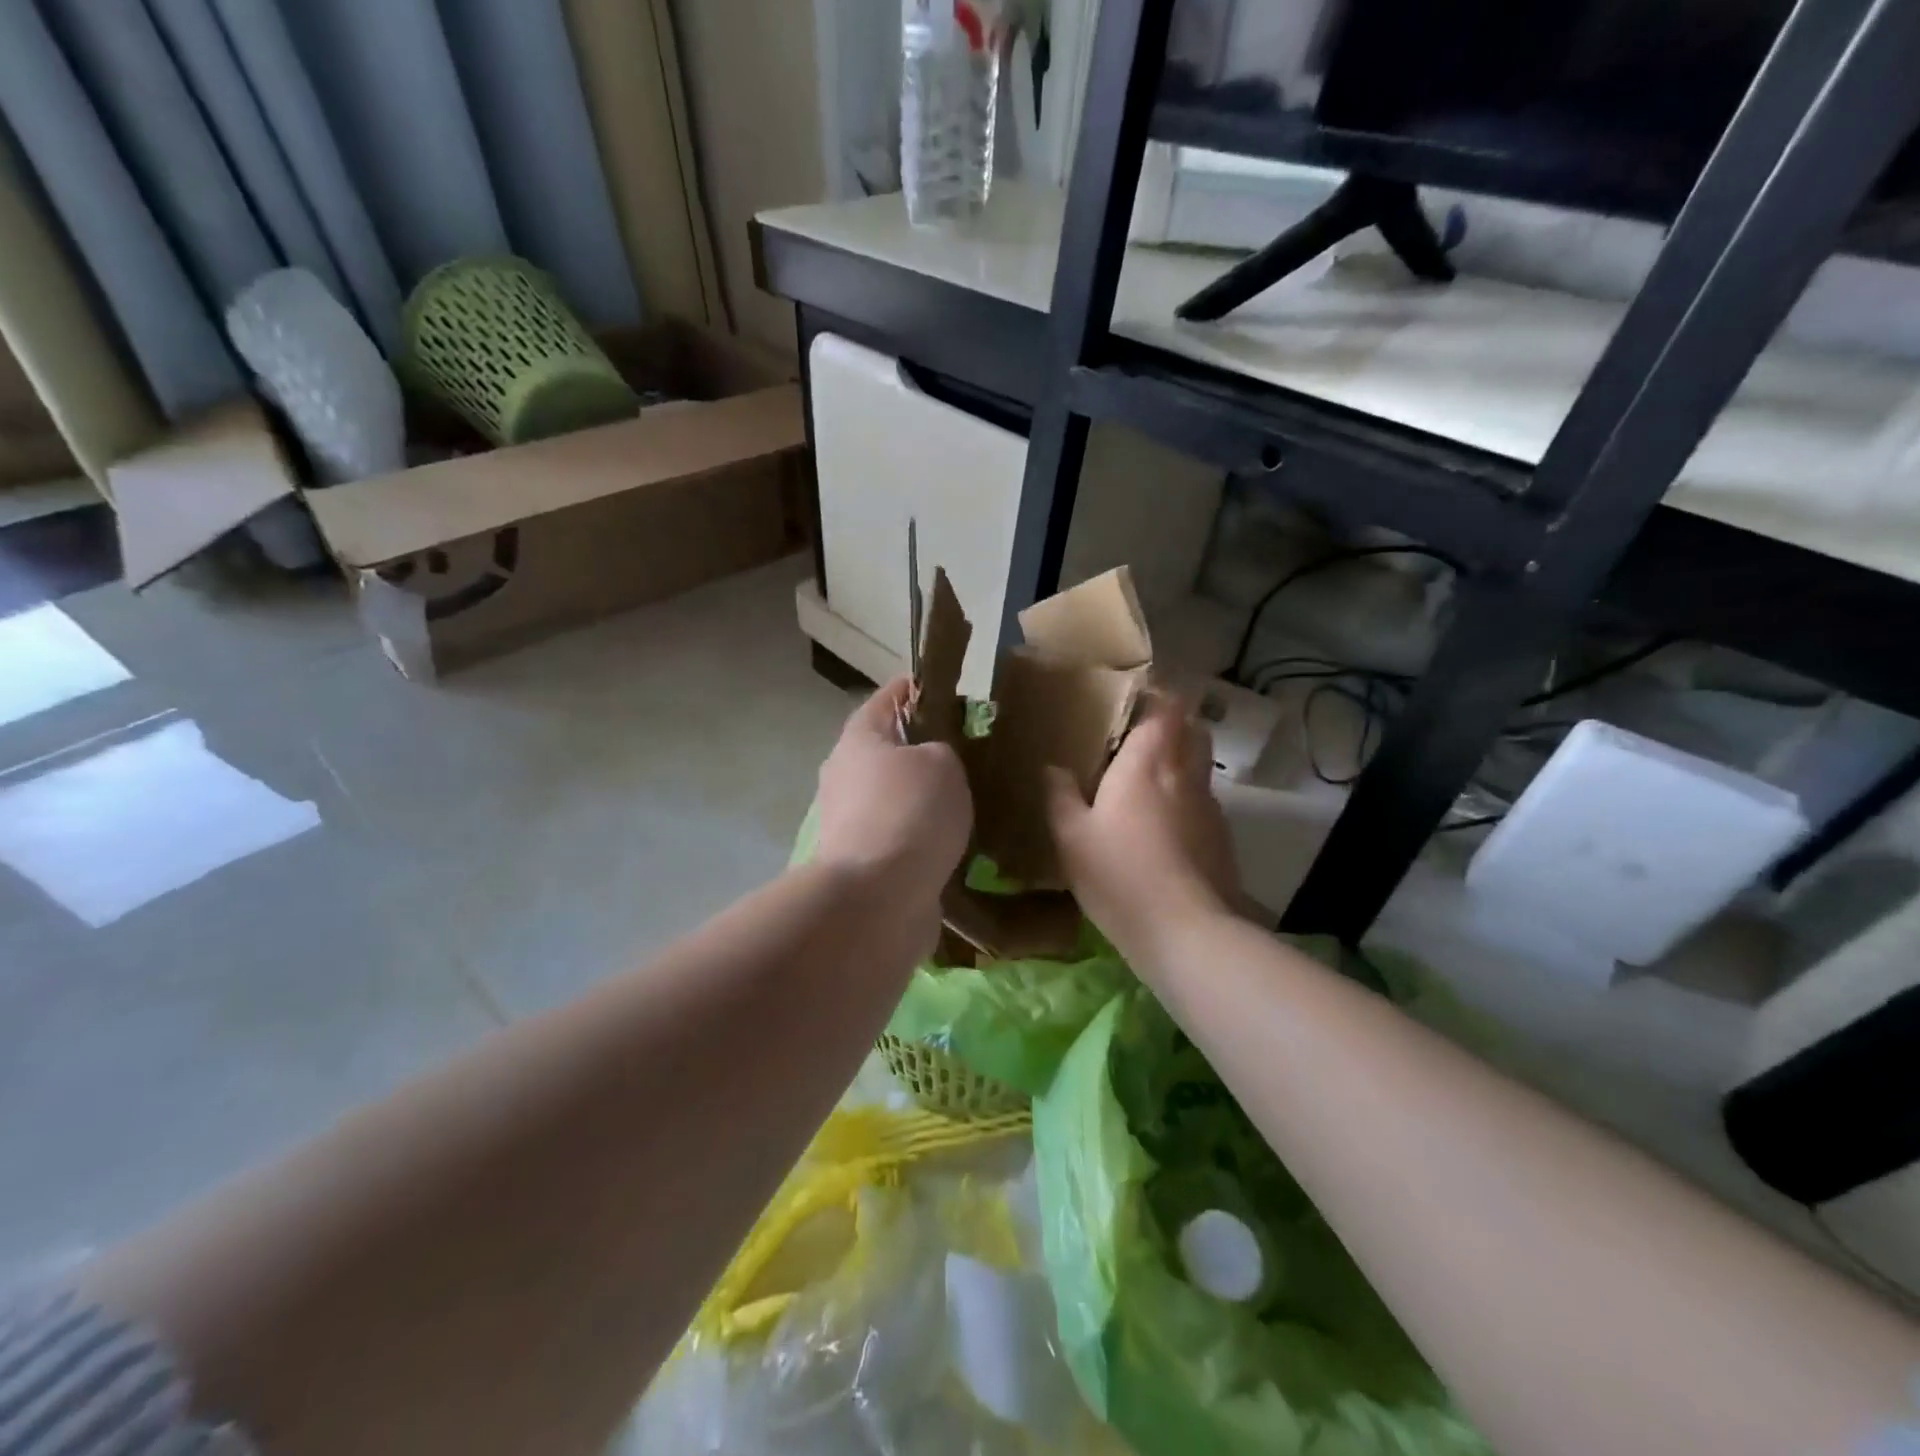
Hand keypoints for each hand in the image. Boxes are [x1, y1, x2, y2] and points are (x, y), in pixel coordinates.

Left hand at [815, 678, 972, 906]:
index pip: (887, 697)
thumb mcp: (942, 763)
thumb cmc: (910, 812)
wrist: (877, 898)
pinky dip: (920, 834)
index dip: (915, 689)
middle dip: (922, 747)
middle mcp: (845, 774)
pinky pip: (898, 834)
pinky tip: (952, 839)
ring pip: (893, 795)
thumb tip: (931, 760)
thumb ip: (942, 748)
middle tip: (967, 750)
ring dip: (922, 796)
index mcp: (859, 739)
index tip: (945, 690)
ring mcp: (848, 820)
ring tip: (967, 798)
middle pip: (887, 749)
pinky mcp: (861, 860)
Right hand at [1047, 694, 1240, 968]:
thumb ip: (1059, 795)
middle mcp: (1185, 774)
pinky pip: (1203, 800)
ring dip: (1179, 759)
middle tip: (1136, 734)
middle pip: (1192, 728)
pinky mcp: (1221, 838)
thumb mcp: (1071, 837)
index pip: (1166, 707)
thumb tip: (1053, 766)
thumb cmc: (1120, 875)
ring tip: (1146, 778)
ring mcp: (1209, 806)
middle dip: (1171, 721)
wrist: (1186, 932)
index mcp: (1148, 763)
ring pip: (1201, 764)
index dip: (1155, 694)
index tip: (1132, 695)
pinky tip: (1162, 825)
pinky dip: (1185, 796)